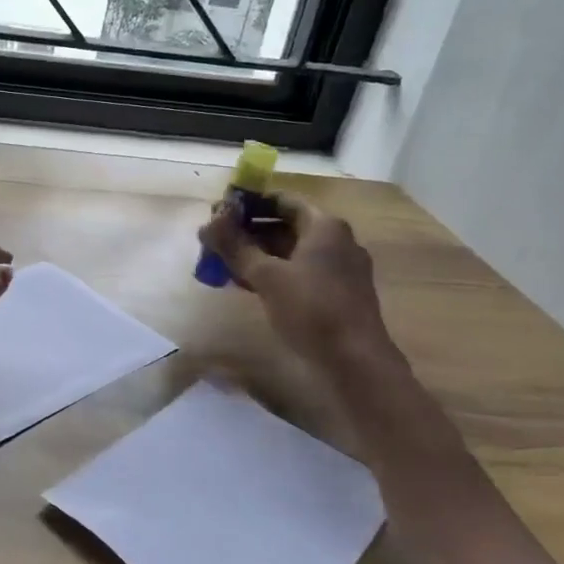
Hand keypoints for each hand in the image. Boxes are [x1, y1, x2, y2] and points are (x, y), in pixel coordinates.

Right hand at [197, 193, 400, 371]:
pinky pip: (299, 272)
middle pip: (286, 225)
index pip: (282, 201)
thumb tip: (206, 224)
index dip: (249, 204)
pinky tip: (248, 285)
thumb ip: (235, 247)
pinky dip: (274, 273)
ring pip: (291, 251)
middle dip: (249, 232)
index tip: (219, 213)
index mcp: (325, 226)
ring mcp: (339, 268)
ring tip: (224, 263)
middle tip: (216, 241)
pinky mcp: (336, 293)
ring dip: (258, 255)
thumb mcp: (267, 276)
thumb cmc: (312, 309)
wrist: (356, 362)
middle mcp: (336, 241)